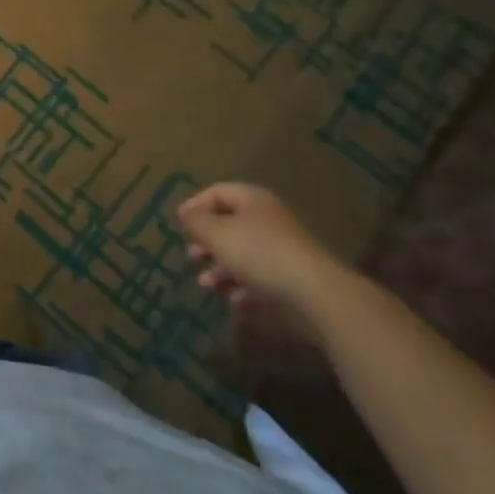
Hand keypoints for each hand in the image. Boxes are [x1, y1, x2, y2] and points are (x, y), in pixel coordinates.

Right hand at [177, 182, 352, 334]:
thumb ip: (196, 222)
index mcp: (252, 200)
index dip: (195, 205)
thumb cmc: (259, 254)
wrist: (316, 295)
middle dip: (207, 242)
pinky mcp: (293, 279)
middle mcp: (268, 220)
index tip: (178, 224)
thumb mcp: (217, 234)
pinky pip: (261, 279)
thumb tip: (186, 215)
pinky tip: (235, 301)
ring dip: (221, 269)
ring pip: (244, 255)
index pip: (217, 192)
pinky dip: (244, 288)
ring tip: (207, 285)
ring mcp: (283, 250)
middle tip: (192, 256)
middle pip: (230, 225)